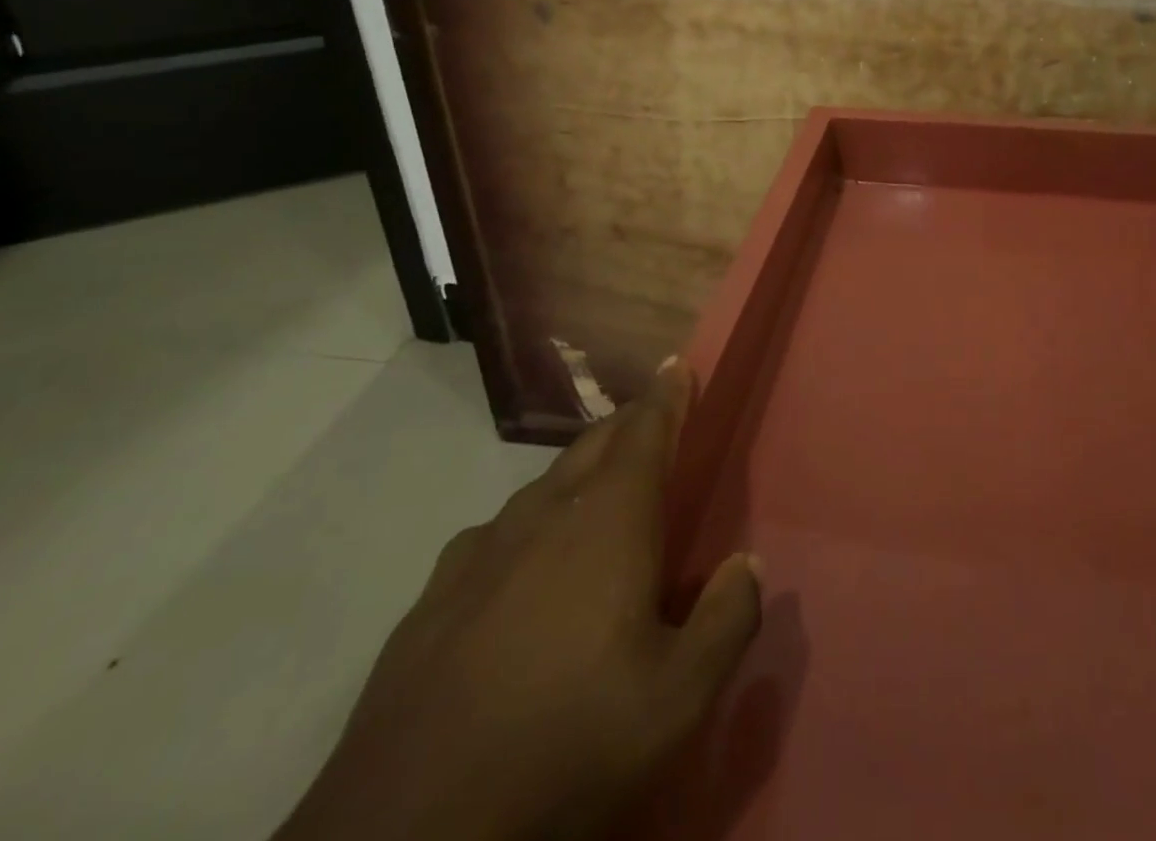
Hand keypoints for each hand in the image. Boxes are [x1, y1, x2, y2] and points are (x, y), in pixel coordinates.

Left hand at [275, 358, 759, 840]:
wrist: (407, 832)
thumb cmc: (566, 746)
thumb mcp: (676, 701)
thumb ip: (727, 620)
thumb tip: (748, 563)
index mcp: (608, 522)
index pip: (645, 432)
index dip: (666, 395)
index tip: (675, 363)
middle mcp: (544, 516)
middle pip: (594, 446)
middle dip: (628, 424)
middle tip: (651, 419)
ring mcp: (480, 552)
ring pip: (543, 486)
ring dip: (578, 472)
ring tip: (596, 489)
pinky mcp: (432, 597)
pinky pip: (495, 535)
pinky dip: (526, 526)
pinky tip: (521, 565)